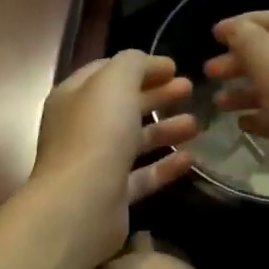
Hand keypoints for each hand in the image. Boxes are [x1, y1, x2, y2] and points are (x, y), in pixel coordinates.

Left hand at [30, 50, 198, 265]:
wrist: (81, 204)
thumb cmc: (96, 134)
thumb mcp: (114, 82)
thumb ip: (132, 64)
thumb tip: (149, 64)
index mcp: (73, 97)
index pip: (106, 72)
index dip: (139, 66)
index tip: (174, 66)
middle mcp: (80, 129)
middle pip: (121, 106)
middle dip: (156, 95)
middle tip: (190, 89)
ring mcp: (95, 164)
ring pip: (133, 141)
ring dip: (164, 129)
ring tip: (196, 124)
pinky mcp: (111, 196)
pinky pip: (141, 176)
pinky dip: (164, 166)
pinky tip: (190, 158)